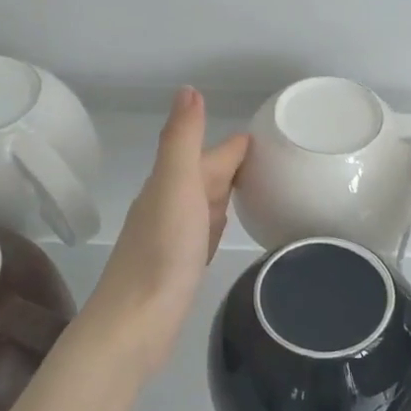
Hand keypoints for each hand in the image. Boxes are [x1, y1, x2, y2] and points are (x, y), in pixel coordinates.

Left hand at [83, 87, 249, 375]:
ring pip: (205, 203)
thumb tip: (189, 88)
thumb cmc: (162, 253)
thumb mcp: (175, 186)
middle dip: (235, 164)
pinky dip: (217, 223)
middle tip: (275, 160)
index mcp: (172, 183)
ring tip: (258, 187)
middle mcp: (170, 205)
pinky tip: (224, 229)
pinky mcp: (179, 265)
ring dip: (226, 192)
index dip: (237, 144)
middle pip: (207, 176)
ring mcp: (173, 237)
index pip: (212, 154)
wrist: (136, 322)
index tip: (270, 135)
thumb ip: (182, 140)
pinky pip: (204, 232)